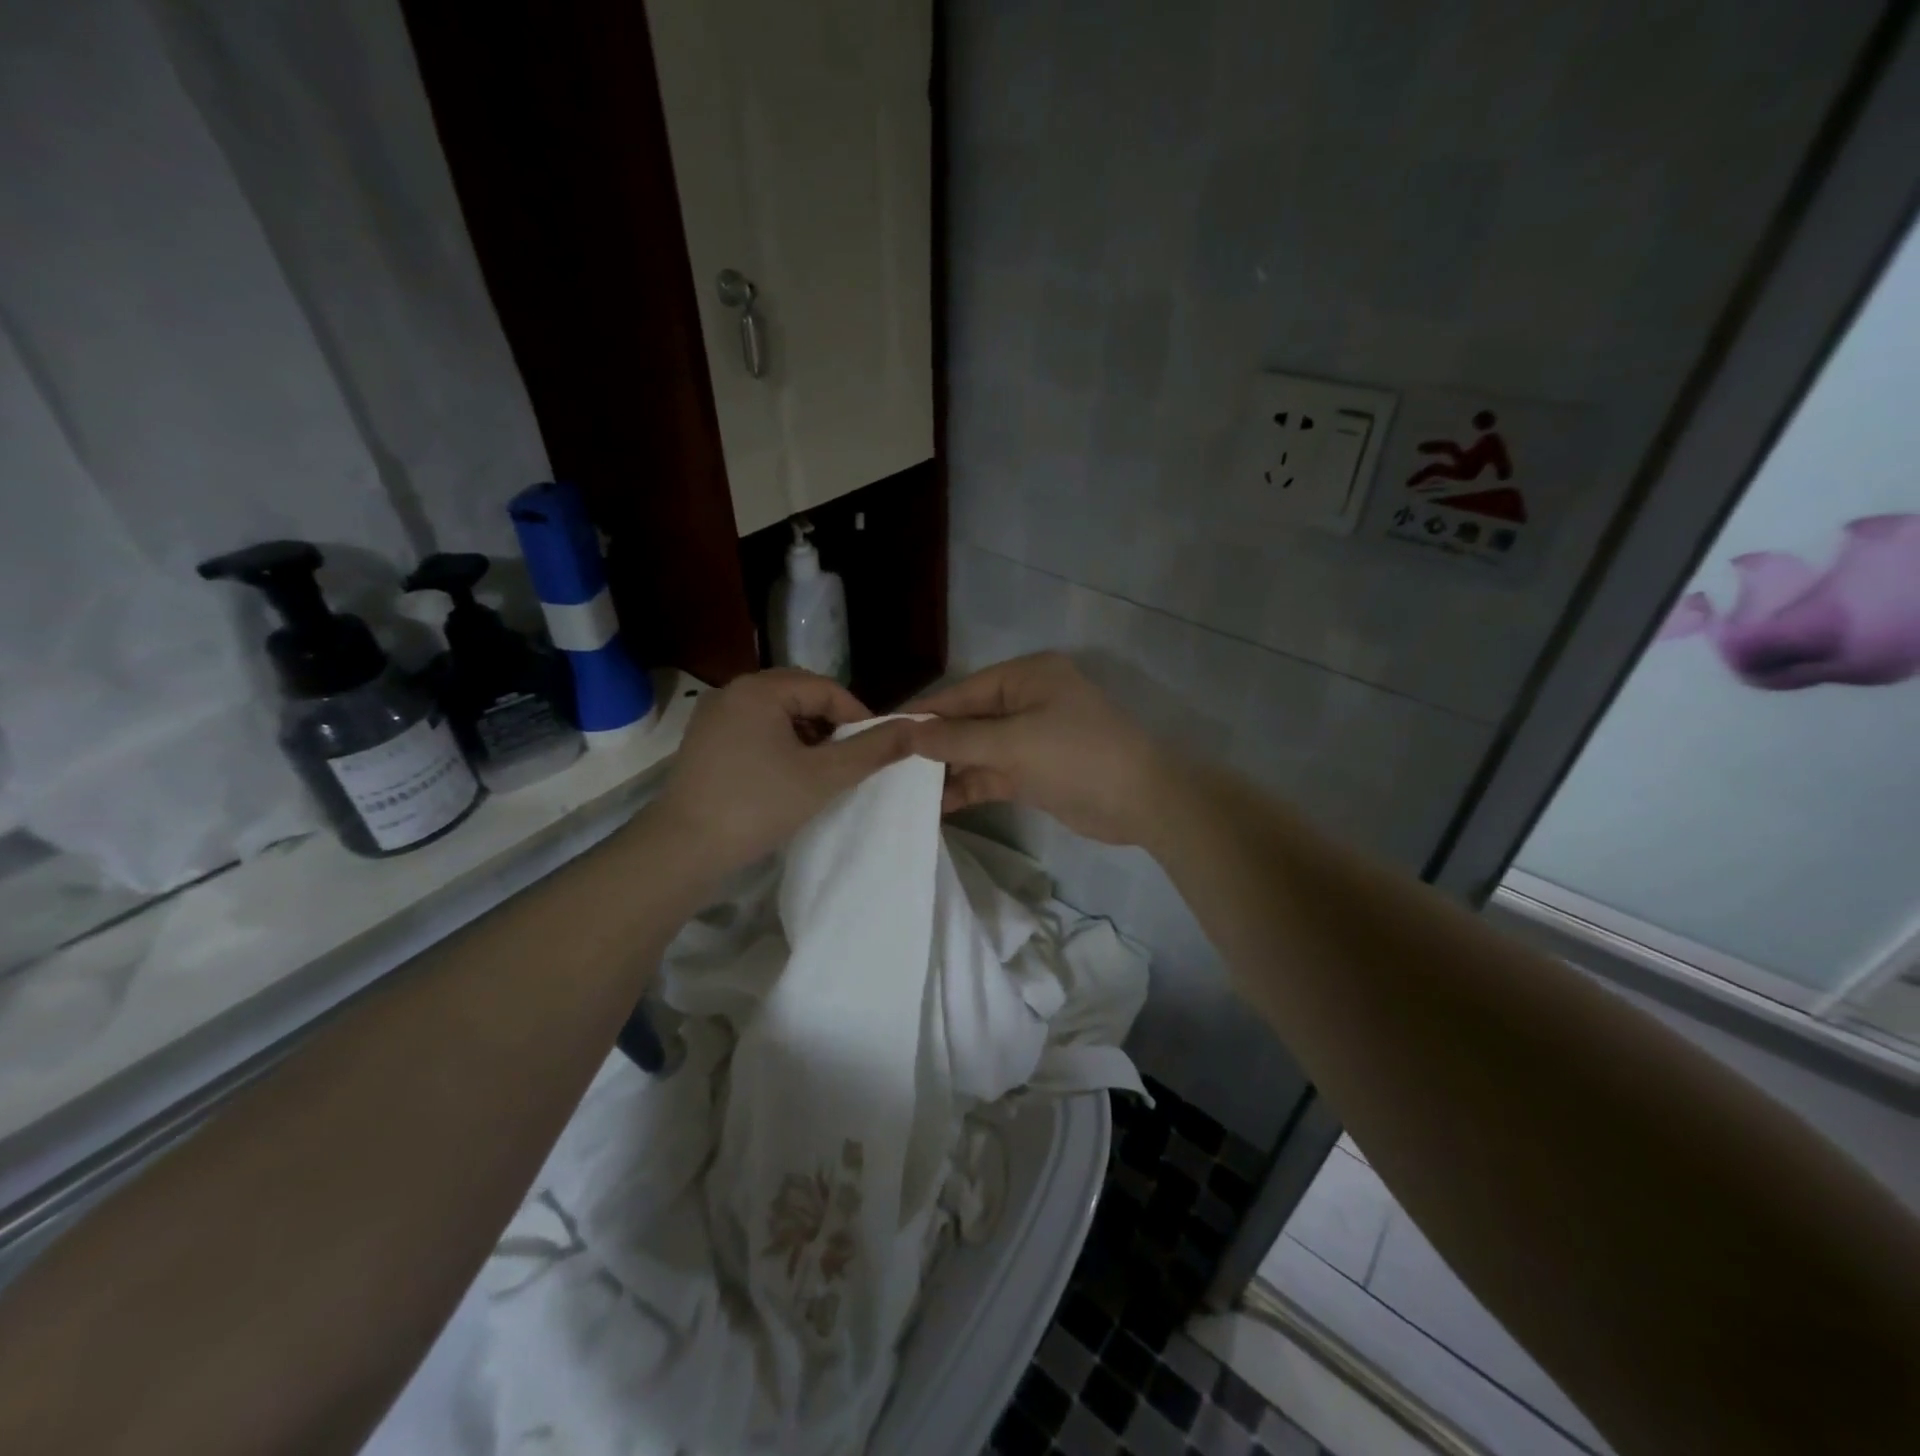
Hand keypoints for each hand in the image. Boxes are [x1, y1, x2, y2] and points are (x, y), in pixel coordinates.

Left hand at [651, 670, 913, 883]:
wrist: (683, 849)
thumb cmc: (758, 805)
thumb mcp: (824, 777)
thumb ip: (872, 750)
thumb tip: (916, 727)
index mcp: (760, 689)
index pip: (826, 688)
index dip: (858, 717)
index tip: (875, 751)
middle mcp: (733, 692)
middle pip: (801, 696)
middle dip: (831, 726)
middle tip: (850, 761)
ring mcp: (714, 717)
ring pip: (778, 715)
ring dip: (807, 737)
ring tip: (822, 771)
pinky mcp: (704, 742)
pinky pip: (756, 730)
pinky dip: (780, 746)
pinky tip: (788, 776)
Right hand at [906, 653, 1166, 844]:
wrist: (1142, 802)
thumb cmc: (1078, 756)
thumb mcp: (1014, 743)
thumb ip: (959, 740)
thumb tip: (909, 736)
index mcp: (1026, 677)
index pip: (963, 691)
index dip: (924, 713)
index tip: (883, 732)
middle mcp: (1026, 701)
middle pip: (968, 721)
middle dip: (933, 745)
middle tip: (887, 767)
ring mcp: (1030, 738)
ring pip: (977, 751)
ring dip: (947, 770)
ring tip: (903, 790)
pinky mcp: (1033, 772)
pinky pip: (991, 774)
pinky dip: (968, 787)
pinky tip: (936, 804)